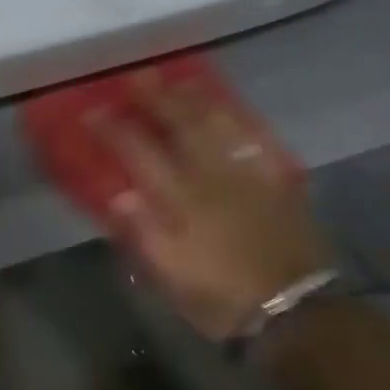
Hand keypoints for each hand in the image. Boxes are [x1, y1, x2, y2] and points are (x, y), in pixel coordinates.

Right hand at [91, 70, 333, 339]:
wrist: (295, 312)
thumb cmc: (222, 297)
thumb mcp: (171, 275)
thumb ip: (143, 232)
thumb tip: (119, 193)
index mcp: (181, 199)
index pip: (139, 151)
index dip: (114, 128)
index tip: (94, 111)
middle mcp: (213, 175)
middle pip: (181, 124)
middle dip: (155, 98)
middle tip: (136, 77)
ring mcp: (248, 173)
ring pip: (218, 123)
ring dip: (196, 99)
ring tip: (179, 81)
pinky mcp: (278, 181)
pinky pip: (257, 139)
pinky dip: (241, 119)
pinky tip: (231, 109)